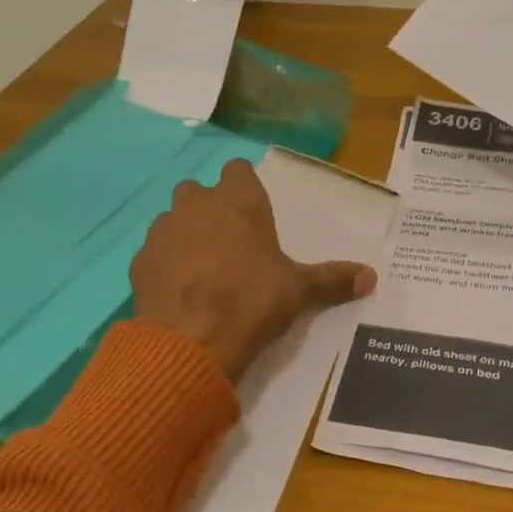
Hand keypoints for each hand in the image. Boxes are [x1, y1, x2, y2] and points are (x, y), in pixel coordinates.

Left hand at [130, 159, 377, 380]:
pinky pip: (154, 251)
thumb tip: (373, 276)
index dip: (244, 187)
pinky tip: (178, 290)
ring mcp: (163, 230)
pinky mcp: (139, 260)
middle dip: (210, 208)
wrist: (189, 342)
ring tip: (202, 269)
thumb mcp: (299, 291)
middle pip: (199, 191)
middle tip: (229, 243)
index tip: (253, 213)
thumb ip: (333, 279)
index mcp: (238, 201)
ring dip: (185, 234)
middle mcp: (197, 204)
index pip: (237, 170)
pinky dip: (164, 263)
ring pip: (173, 219)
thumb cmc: (251, 302)